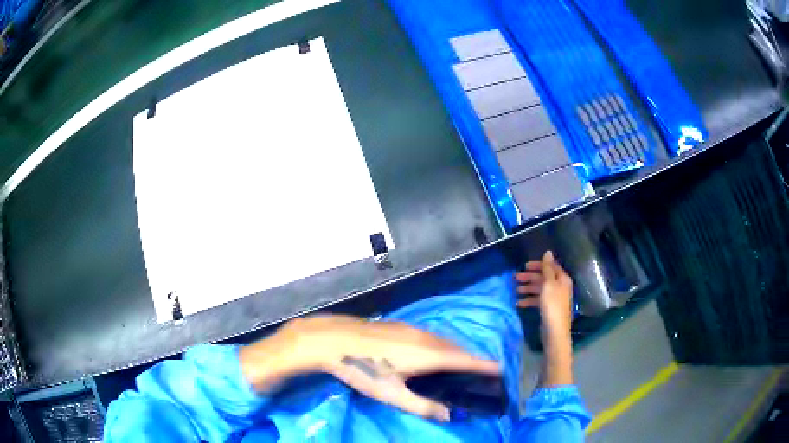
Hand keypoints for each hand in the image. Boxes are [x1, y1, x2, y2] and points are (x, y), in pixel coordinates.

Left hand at [241, 316, 498, 420]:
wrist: (335, 339)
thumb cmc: (364, 369)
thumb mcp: (392, 394)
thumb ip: (422, 406)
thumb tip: (449, 414)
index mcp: (430, 355)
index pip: (467, 360)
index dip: (485, 366)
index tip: (501, 371)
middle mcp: (427, 338)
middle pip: (458, 349)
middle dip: (473, 360)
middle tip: (482, 375)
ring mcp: (414, 329)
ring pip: (444, 342)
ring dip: (457, 353)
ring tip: (461, 368)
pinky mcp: (402, 326)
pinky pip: (432, 337)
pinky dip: (442, 347)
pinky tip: (433, 357)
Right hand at [515, 251, 574, 385]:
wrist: (554, 332)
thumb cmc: (552, 306)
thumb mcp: (549, 284)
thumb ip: (547, 268)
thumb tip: (548, 252)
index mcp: (562, 279)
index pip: (551, 266)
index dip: (538, 265)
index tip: (525, 266)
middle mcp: (559, 287)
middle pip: (544, 278)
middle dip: (530, 277)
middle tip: (515, 278)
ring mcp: (553, 299)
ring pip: (539, 289)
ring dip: (528, 288)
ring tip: (516, 290)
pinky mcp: (548, 309)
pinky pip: (537, 300)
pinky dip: (529, 300)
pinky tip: (519, 303)